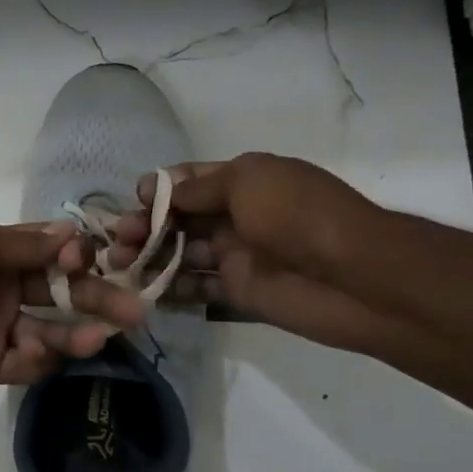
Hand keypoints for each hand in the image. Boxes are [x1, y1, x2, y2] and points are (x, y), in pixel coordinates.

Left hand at [0, 217, 146, 407]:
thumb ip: (21, 244)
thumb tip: (73, 234)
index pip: (49, 250)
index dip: (80, 256)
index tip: (107, 261)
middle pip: (59, 290)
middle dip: (95, 297)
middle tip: (134, 312)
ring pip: (49, 329)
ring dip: (75, 333)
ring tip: (97, 339)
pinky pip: (25, 363)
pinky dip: (40, 360)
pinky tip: (41, 356)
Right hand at [112, 153, 392, 351]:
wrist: (354, 277)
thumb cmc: (298, 216)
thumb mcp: (247, 182)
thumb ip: (197, 188)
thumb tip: (156, 190)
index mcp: (243, 182)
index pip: (189, 181)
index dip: (158, 190)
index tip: (134, 202)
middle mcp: (236, 215)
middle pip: (179, 218)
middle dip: (145, 226)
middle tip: (119, 241)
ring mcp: (236, 254)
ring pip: (181, 253)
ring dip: (149, 257)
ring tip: (119, 267)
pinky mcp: (237, 290)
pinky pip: (195, 287)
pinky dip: (170, 289)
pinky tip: (143, 290)